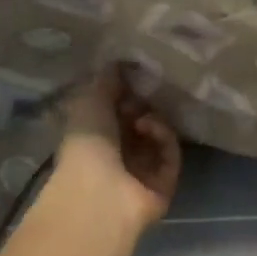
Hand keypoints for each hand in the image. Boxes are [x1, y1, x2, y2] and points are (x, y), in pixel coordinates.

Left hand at [53, 66, 181, 234]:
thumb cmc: (85, 145)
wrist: (98, 193)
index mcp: (93, 138)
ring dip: (154, 119)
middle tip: (141, 94)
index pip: (116, 111)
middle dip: (143, 104)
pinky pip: (171, 154)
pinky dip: (164, 137)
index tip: (131, 76)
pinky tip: (150, 127)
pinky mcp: (165, 183)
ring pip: (159, 137)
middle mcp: (118, 155)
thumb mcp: (90, 102)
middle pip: (141, 122)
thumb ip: (107, 80)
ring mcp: (142, 171)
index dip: (125, 93)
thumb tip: (119, 61)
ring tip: (142, 116)